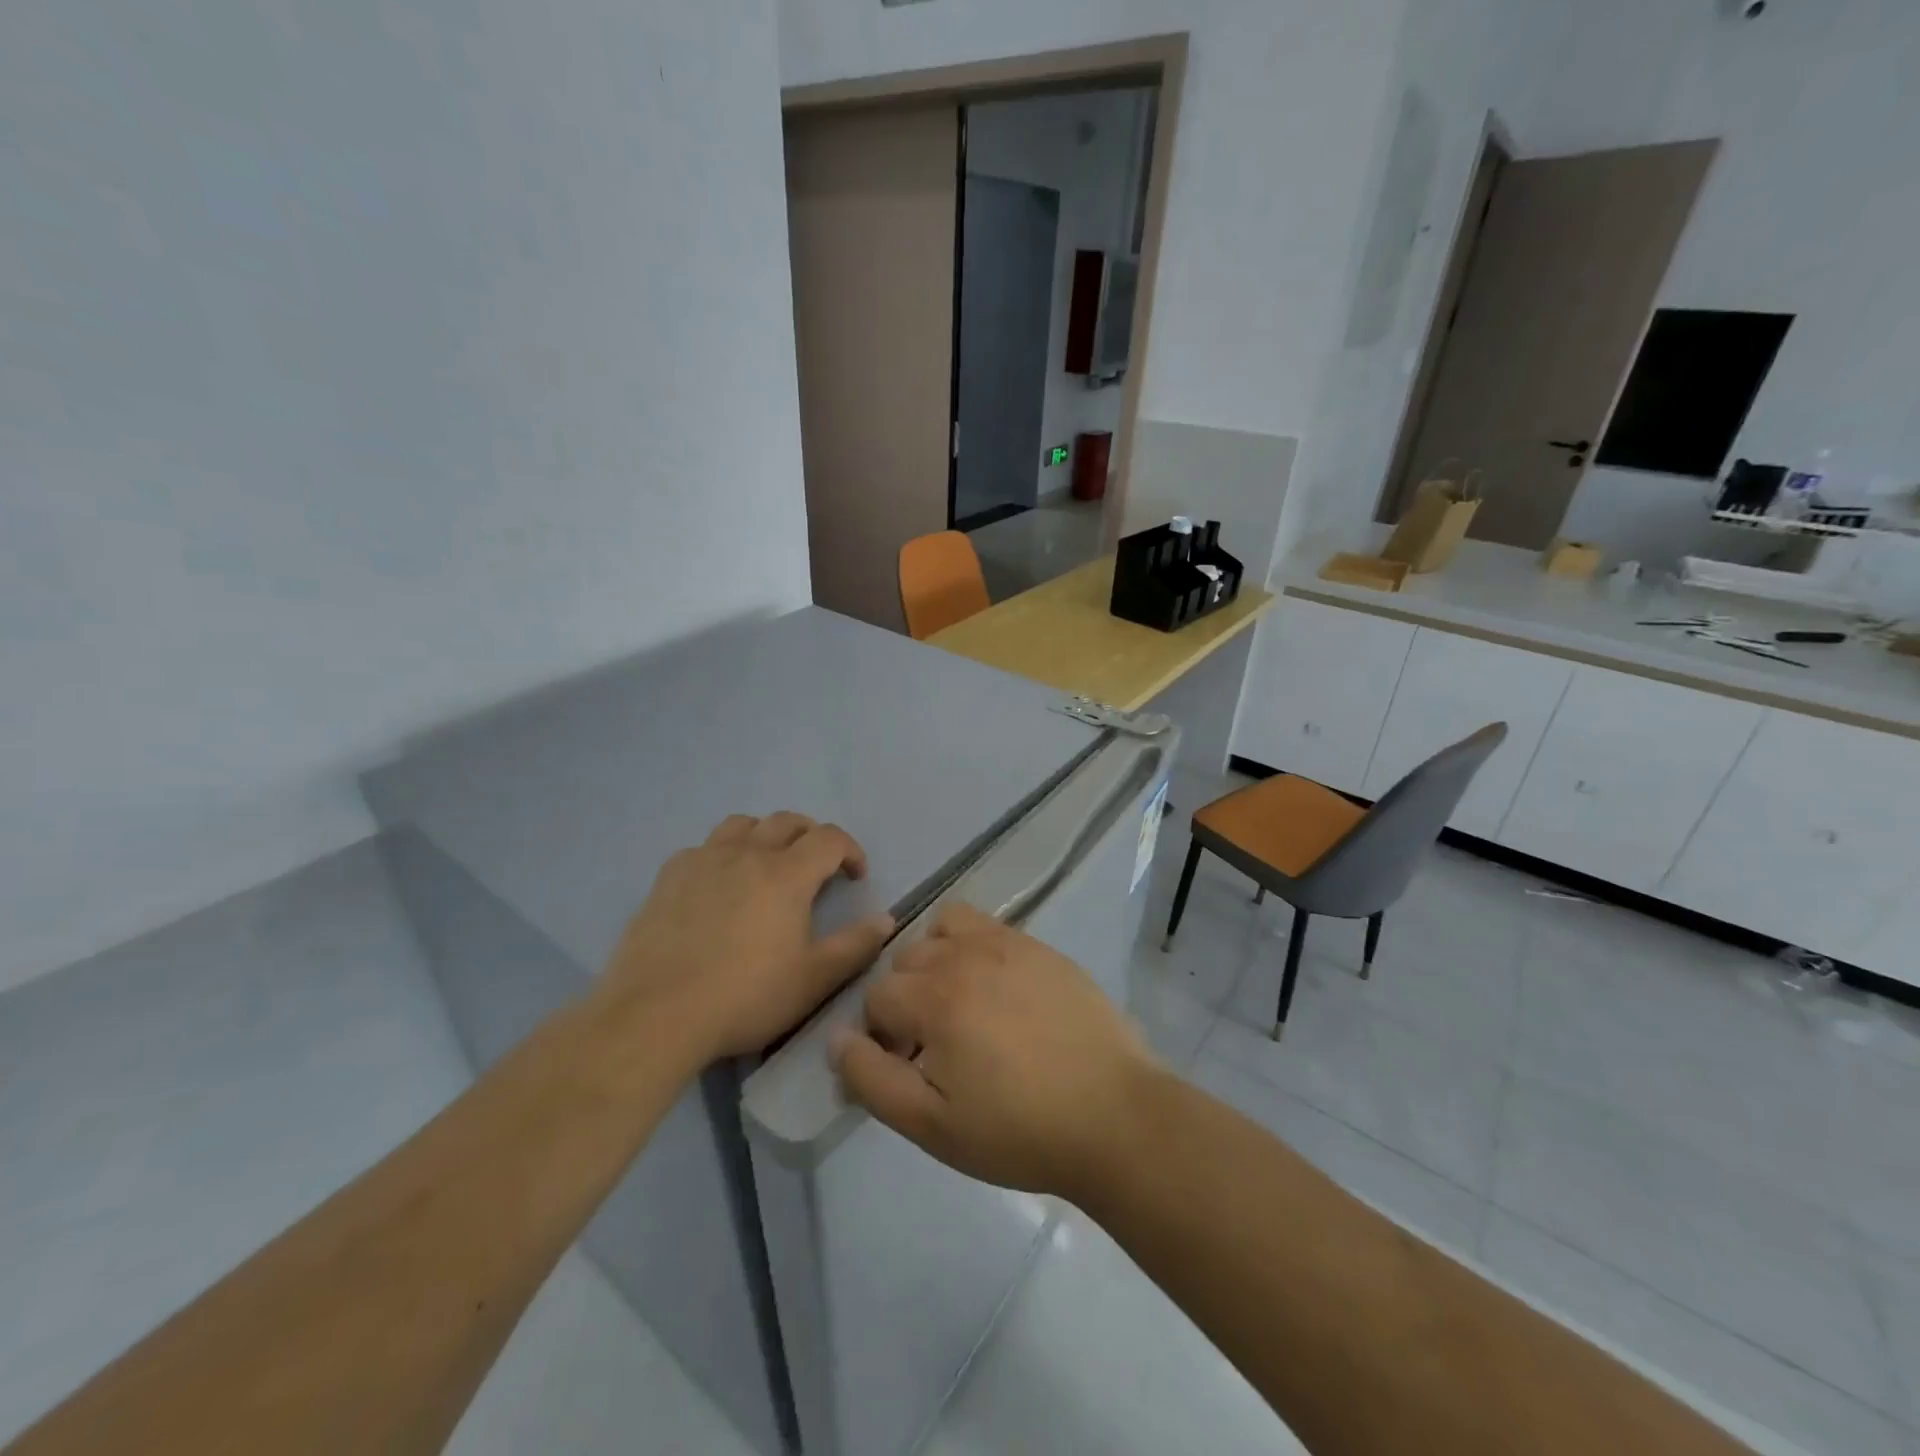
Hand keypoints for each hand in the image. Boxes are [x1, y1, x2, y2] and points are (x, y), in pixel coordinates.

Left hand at [597, 812, 894, 1064]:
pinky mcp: (667, 877)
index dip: (850, 850)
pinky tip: (717, 885)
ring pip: (742, 824)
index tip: (855, 876)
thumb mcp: (813, 980)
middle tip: (818, 866)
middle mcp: (747, 853)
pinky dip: (722, 854)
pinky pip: (702, 847)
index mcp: (787, 874)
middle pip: (787, 821)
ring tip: (768, 864)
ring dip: (765, 835)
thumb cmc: (745, 997)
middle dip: (811, 836)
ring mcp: (703, 860)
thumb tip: (885, 919)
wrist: (656, 1015)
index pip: (829, 838)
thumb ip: (855, 946)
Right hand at [831, 903, 1161, 1200]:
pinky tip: (999, 991)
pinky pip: (987, 927)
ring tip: (961, 1005)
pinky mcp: (1040, 946)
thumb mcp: (931, 1125)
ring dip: (937, 961)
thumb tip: (837, 1039)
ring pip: (943, 930)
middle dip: (906, 1000)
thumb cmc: (1017, 1131)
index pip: (876, 997)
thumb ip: (872, 1079)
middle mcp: (966, 956)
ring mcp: (1008, 944)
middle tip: (937, 1046)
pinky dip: (974, 947)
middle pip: (906, 961)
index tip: (911, 1069)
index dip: (882, 1036)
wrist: (1114, 1115)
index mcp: (935, 998)